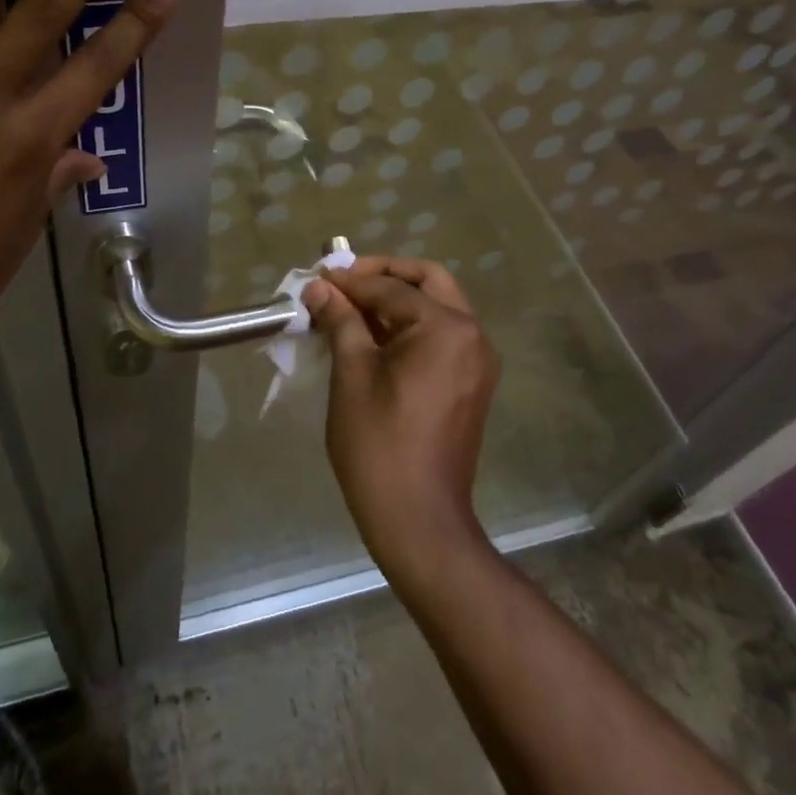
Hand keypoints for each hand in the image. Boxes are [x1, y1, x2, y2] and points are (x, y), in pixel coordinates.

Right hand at [304, 257, 499, 582]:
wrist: (418, 518)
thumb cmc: (378, 444)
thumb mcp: (351, 375)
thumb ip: (340, 321)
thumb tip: (320, 288)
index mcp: (446, 328)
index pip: (392, 288)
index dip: (350, 281)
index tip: (317, 278)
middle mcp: (472, 335)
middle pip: (429, 282)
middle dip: (385, 276)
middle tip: (344, 282)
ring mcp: (477, 360)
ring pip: (438, 308)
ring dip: (397, 300)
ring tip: (351, 309)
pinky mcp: (472, 383)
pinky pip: (442, 336)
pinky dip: (410, 327)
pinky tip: (373, 337)